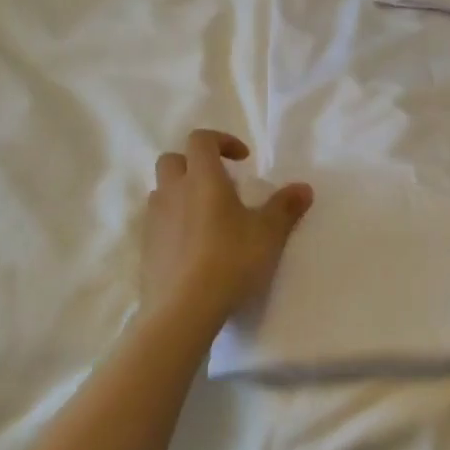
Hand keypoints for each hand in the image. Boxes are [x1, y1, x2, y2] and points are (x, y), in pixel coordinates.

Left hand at [141, 130, 312, 321]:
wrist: (182, 309)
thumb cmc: (230, 260)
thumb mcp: (268, 233)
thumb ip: (285, 207)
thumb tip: (303, 188)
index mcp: (202, 179)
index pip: (201, 139)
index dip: (222, 141)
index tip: (243, 160)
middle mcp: (172, 192)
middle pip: (174, 160)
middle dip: (196, 164)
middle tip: (222, 185)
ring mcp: (154, 220)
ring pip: (163, 191)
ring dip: (183, 193)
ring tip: (209, 217)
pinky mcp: (146, 248)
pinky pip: (159, 222)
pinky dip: (175, 223)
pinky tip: (196, 247)